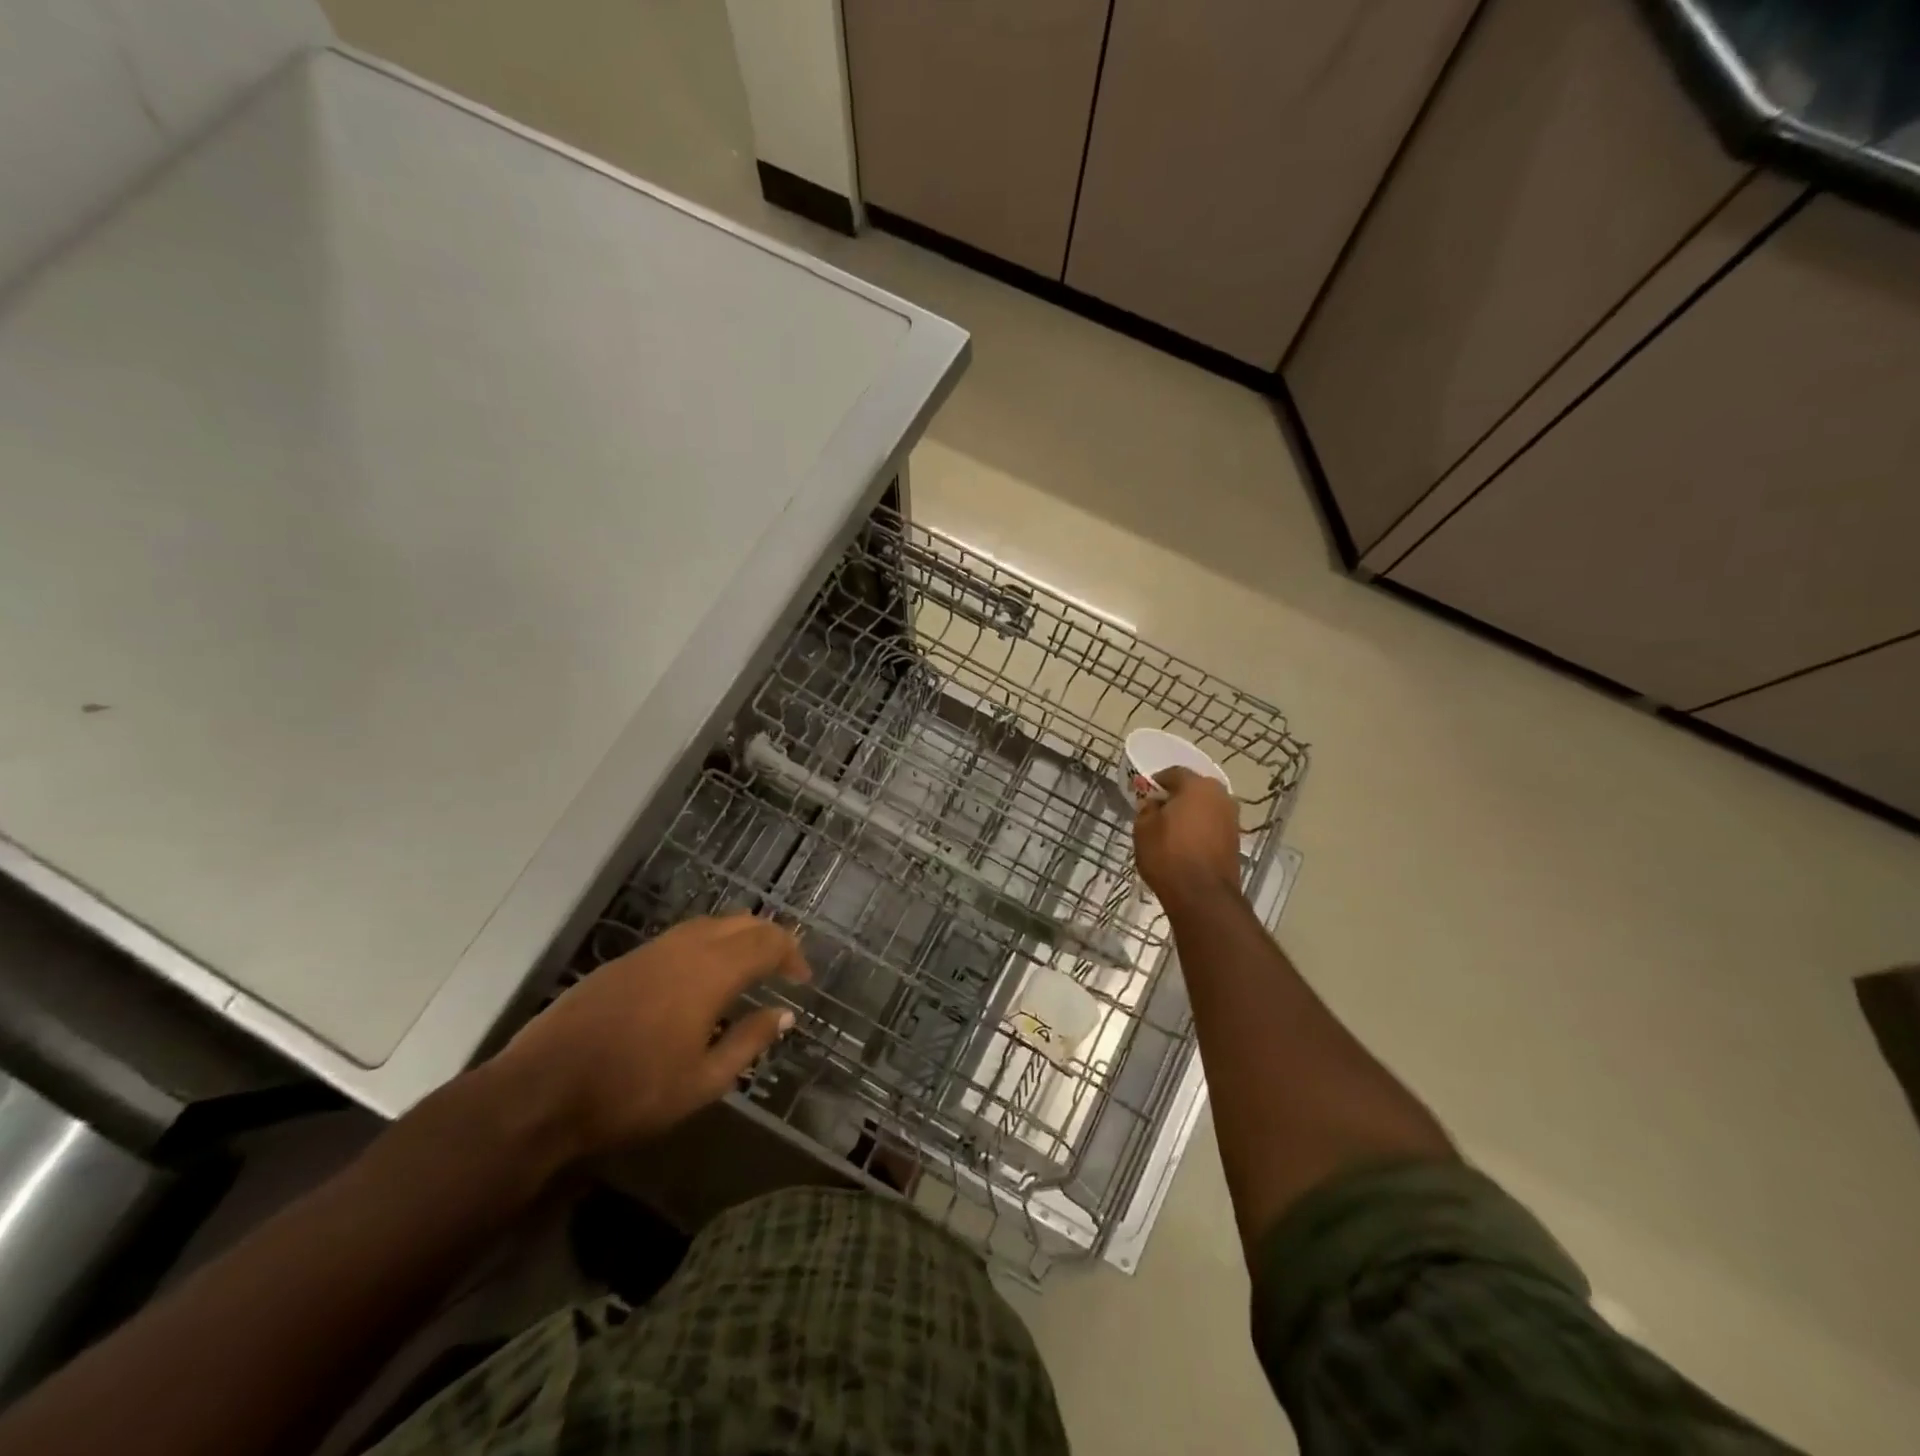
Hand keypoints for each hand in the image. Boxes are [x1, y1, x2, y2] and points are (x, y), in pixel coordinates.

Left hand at [490, 915, 810, 1159]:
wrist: (540, 1093)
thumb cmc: (631, 1092)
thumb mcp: (703, 1081)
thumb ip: (749, 1041)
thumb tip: (783, 1014)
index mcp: (711, 971)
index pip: (767, 942)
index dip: (792, 955)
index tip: (803, 979)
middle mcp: (685, 947)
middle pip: (741, 922)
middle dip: (769, 938)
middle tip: (783, 966)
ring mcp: (651, 950)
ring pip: (708, 924)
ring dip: (737, 937)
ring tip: (748, 966)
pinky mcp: (624, 961)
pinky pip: (681, 937)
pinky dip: (707, 944)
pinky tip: (700, 977)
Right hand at [1133, 766, 1243, 909]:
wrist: (1202, 896)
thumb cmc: (1168, 855)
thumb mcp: (1143, 829)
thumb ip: (1147, 809)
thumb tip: (1154, 804)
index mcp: (1197, 786)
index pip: (1174, 772)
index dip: (1157, 781)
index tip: (1145, 793)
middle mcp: (1220, 796)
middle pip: (1194, 788)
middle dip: (1176, 796)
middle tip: (1158, 810)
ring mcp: (1231, 818)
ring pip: (1205, 807)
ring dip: (1190, 813)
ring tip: (1171, 829)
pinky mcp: (1235, 840)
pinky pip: (1212, 825)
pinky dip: (1200, 828)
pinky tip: (1185, 843)